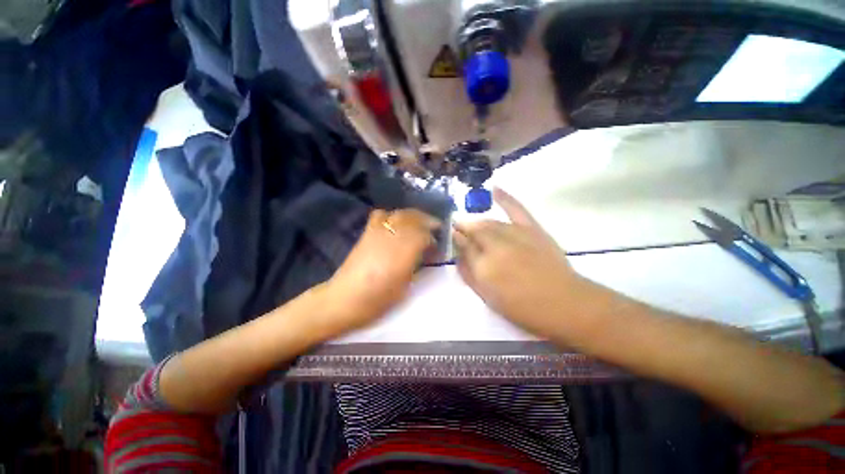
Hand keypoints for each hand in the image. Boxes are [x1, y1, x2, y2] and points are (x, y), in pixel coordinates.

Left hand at [324, 208, 440, 334]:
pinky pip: (381, 215)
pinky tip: (396, 224)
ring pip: (400, 214)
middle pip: (413, 218)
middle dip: (427, 221)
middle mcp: (391, 238)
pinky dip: (392, 215)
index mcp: (402, 254)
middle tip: (435, 228)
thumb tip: (427, 254)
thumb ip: (418, 266)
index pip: (424, 235)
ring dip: (413, 216)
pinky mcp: (367, 233)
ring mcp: (377, 232)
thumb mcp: (405, 287)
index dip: (433, 239)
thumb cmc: (377, 300)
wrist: (345, 299)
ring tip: (419, 224)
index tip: (438, 246)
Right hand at [454, 189, 591, 337]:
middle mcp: (496, 247)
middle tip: (458, 228)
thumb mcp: (488, 298)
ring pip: (490, 222)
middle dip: (464, 227)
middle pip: (475, 230)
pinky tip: (495, 189)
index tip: (450, 234)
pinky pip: (516, 209)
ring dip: (478, 222)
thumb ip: (469, 275)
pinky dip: (506, 198)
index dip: (455, 238)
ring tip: (472, 224)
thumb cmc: (522, 308)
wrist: (564, 304)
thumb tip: (456, 256)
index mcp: (484, 267)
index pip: (463, 245)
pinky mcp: (532, 229)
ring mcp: (515, 235)